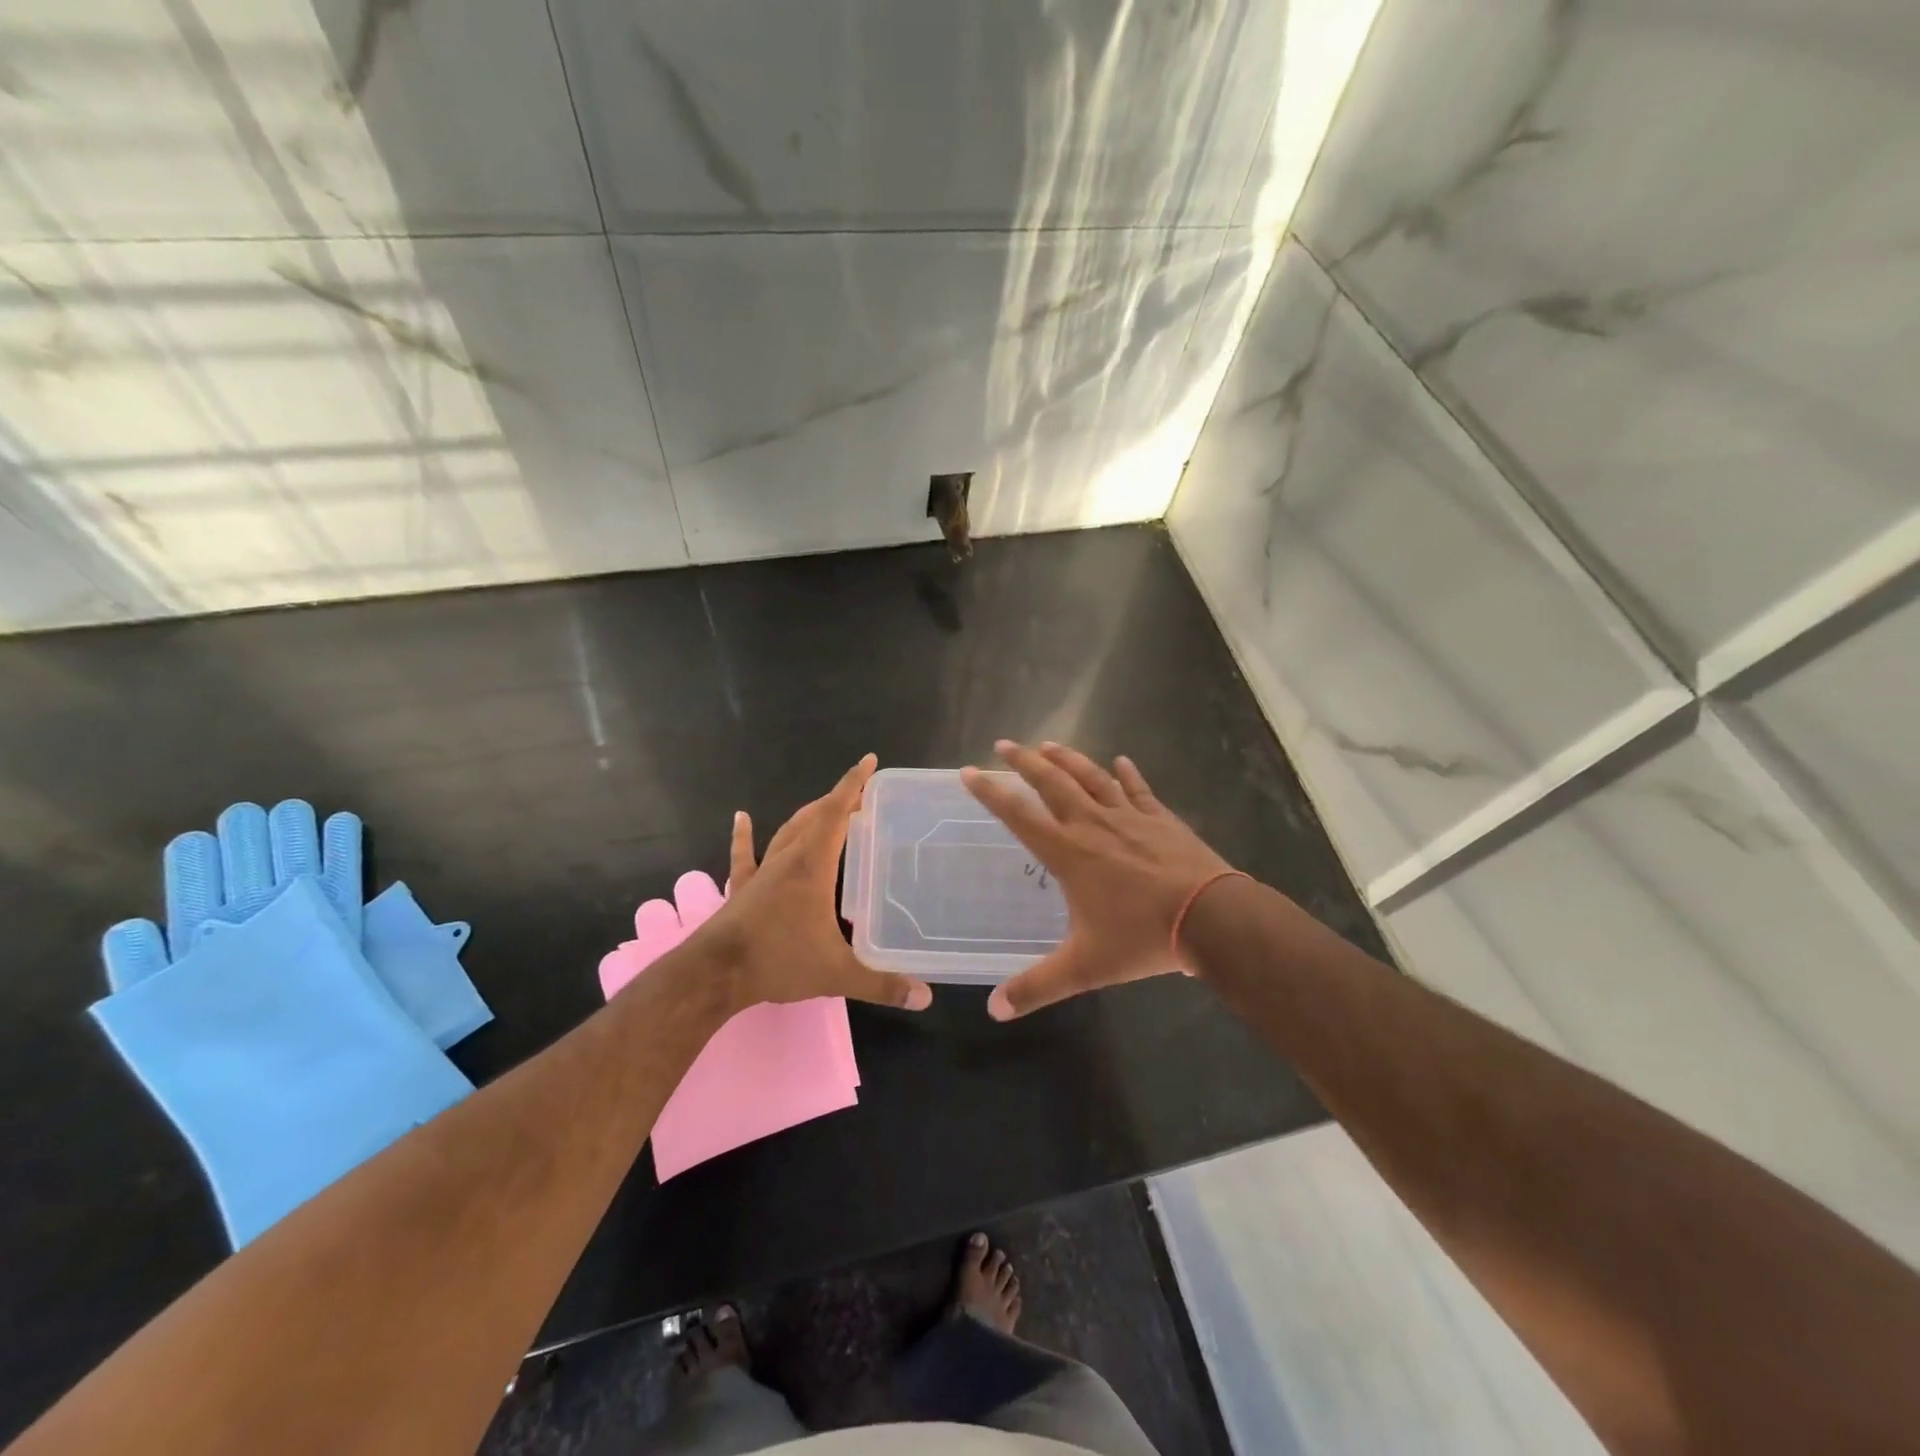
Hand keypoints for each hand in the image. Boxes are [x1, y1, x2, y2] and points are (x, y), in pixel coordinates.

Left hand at [699, 755, 933, 1013]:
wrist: (715, 974)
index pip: (836, 814)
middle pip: (814, 817)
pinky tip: (742, 818)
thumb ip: (881, 984)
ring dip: (808, 816)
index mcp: (813, 866)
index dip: (853, 785)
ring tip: (826, 807)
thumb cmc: (778, 961)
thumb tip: (925, 997)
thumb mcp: (836, 973)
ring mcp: (762, 872)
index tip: (869, 762)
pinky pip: (745, 855)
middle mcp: (788, 859)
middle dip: (839, 801)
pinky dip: (744, 835)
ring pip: (787, 831)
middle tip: (862, 797)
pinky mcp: (742, 888)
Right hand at [962, 741, 1237, 1019]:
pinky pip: (1139, 789)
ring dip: (1067, 759)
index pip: (1019, 814)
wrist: (1211, 918)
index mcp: (1069, 853)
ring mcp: (1129, 816)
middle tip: (1004, 744)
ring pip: (1091, 777)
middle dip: (1024, 761)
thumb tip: (994, 1010)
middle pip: (1052, 782)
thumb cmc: (1142, 937)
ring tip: (1048, 745)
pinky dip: (1128, 774)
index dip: (991, 792)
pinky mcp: (1160, 818)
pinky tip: (1121, 761)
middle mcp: (1093, 824)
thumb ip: (1037, 986)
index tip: (970, 771)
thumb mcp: (1085, 968)